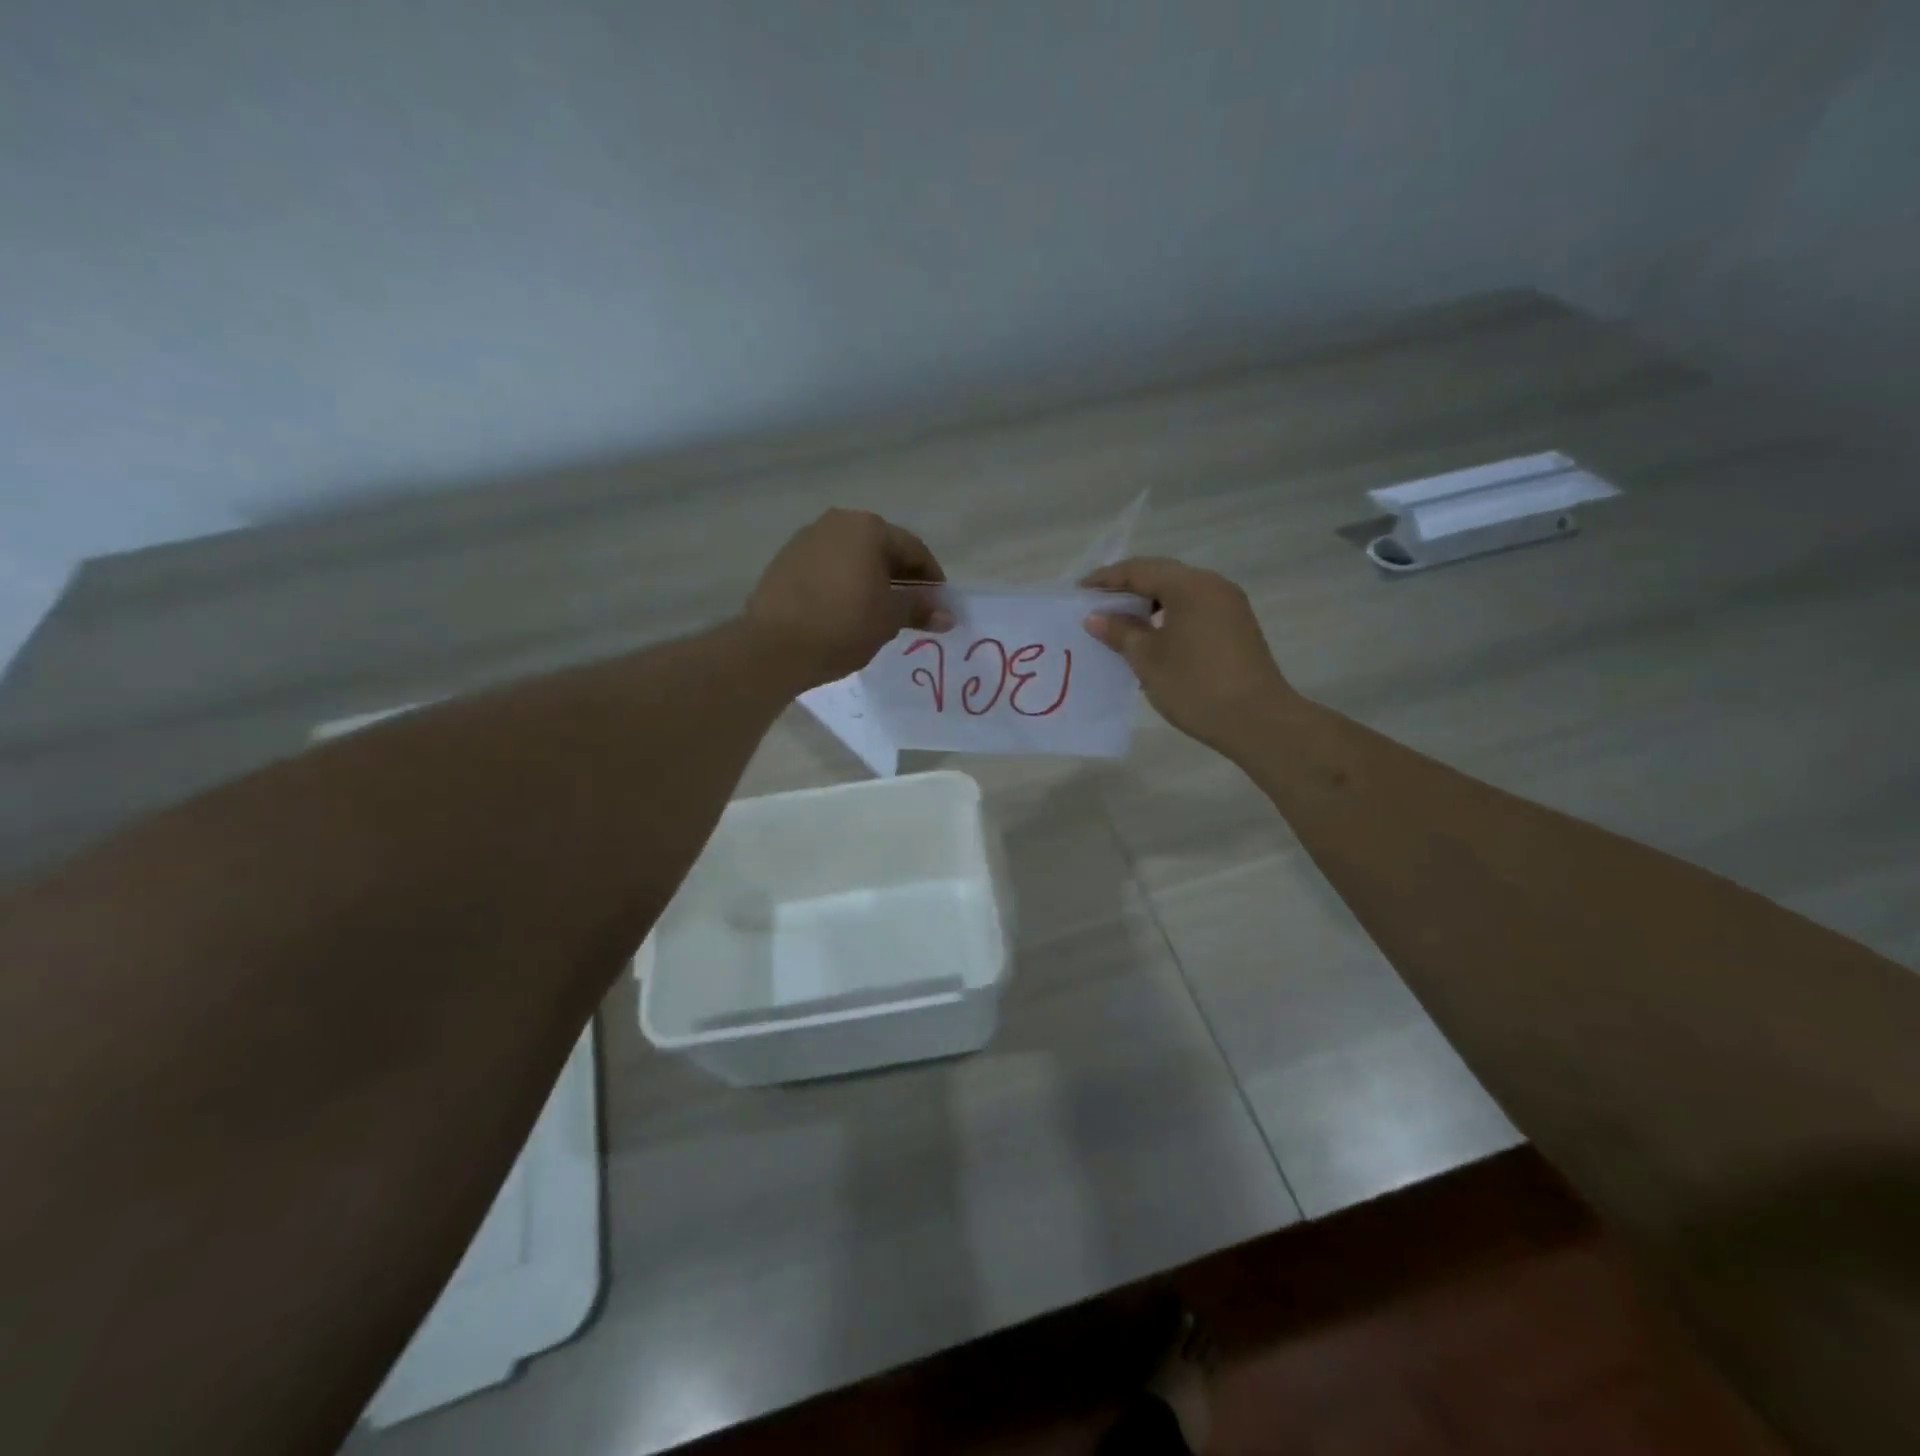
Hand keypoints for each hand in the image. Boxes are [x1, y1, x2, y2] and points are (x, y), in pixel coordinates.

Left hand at [746, 509, 951, 687]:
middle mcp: (837, 523)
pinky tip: (845, 610)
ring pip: (852, 556)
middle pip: (881, 548)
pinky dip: (843, 583)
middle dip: (900, 576)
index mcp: (868, 528)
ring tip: (877, 611)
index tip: (939, 604)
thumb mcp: (889, 618)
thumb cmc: (843, 626)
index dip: (932, 578)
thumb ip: (919, 608)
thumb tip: (948, 614)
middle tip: (911, 608)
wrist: (774, 647)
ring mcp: (806, 539)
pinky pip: (827, 567)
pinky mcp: (785, 560)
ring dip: (870, 578)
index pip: (914, 549)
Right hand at [1082, 558, 1297, 752]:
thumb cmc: (1195, 685)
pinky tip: (1152, 636)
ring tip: (1120, 623)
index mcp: (1190, 585)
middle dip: (1127, 588)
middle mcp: (1212, 585)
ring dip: (1148, 603)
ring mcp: (1229, 605)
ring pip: (1179, 593)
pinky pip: (1194, 608)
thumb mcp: (1147, 659)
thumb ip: (1119, 631)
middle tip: (1097, 605)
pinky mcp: (1237, 626)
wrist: (1257, 721)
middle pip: (1162, 575)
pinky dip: (1168, 615)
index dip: (1106, 579)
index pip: (1139, 570)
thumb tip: (1096, 616)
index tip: (1079, 591)